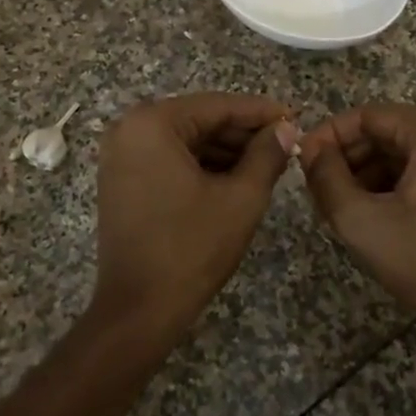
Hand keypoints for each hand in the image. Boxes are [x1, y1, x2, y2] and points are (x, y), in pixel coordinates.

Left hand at [93, 93, 298, 343]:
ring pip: (184, 141)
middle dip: (242, 133)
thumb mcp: (240, 198)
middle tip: (285, 143)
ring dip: (224, 150)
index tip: (294, 117)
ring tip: (268, 162)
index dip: (260, 112)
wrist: (138, 309)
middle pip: (199, 120)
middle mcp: (129, 129)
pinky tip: (235, 178)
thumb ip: (267, 155)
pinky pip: (168, 159)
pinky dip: (200, 166)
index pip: (217, 106)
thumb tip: (286, 129)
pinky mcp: (120, 180)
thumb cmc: (191, 248)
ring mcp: (120, 156)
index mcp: (152, 123)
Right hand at [299, 104, 415, 351]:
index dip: (329, 135)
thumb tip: (308, 149)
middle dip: (346, 157)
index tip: (301, 160)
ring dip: (363, 173)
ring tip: (334, 204)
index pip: (369, 116)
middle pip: (385, 132)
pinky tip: (365, 212)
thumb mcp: (360, 219)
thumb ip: (325, 176)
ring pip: (399, 153)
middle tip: (314, 186)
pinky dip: (388, 186)